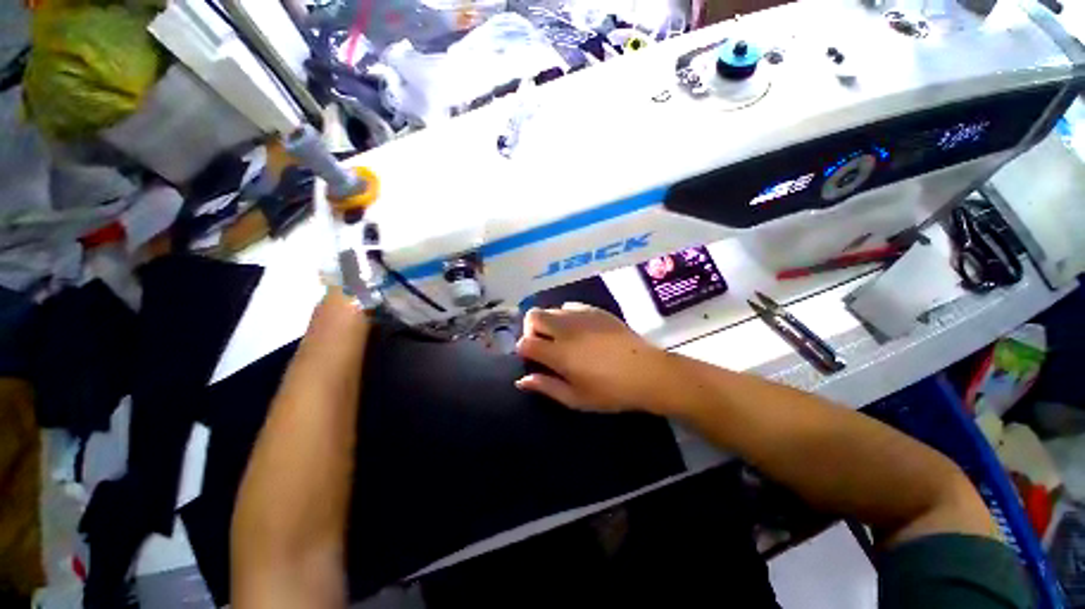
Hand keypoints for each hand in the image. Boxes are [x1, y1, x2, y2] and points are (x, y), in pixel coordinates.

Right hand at [514, 303, 670, 413]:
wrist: (647, 372)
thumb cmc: (611, 391)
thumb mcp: (576, 399)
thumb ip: (546, 387)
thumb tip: (522, 381)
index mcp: (559, 353)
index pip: (526, 343)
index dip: (524, 351)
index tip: (532, 359)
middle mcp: (566, 329)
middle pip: (533, 315)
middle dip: (531, 329)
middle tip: (543, 345)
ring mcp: (581, 316)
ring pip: (551, 309)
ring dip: (549, 322)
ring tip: (562, 338)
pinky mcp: (595, 310)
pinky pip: (570, 306)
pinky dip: (566, 316)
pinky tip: (579, 330)